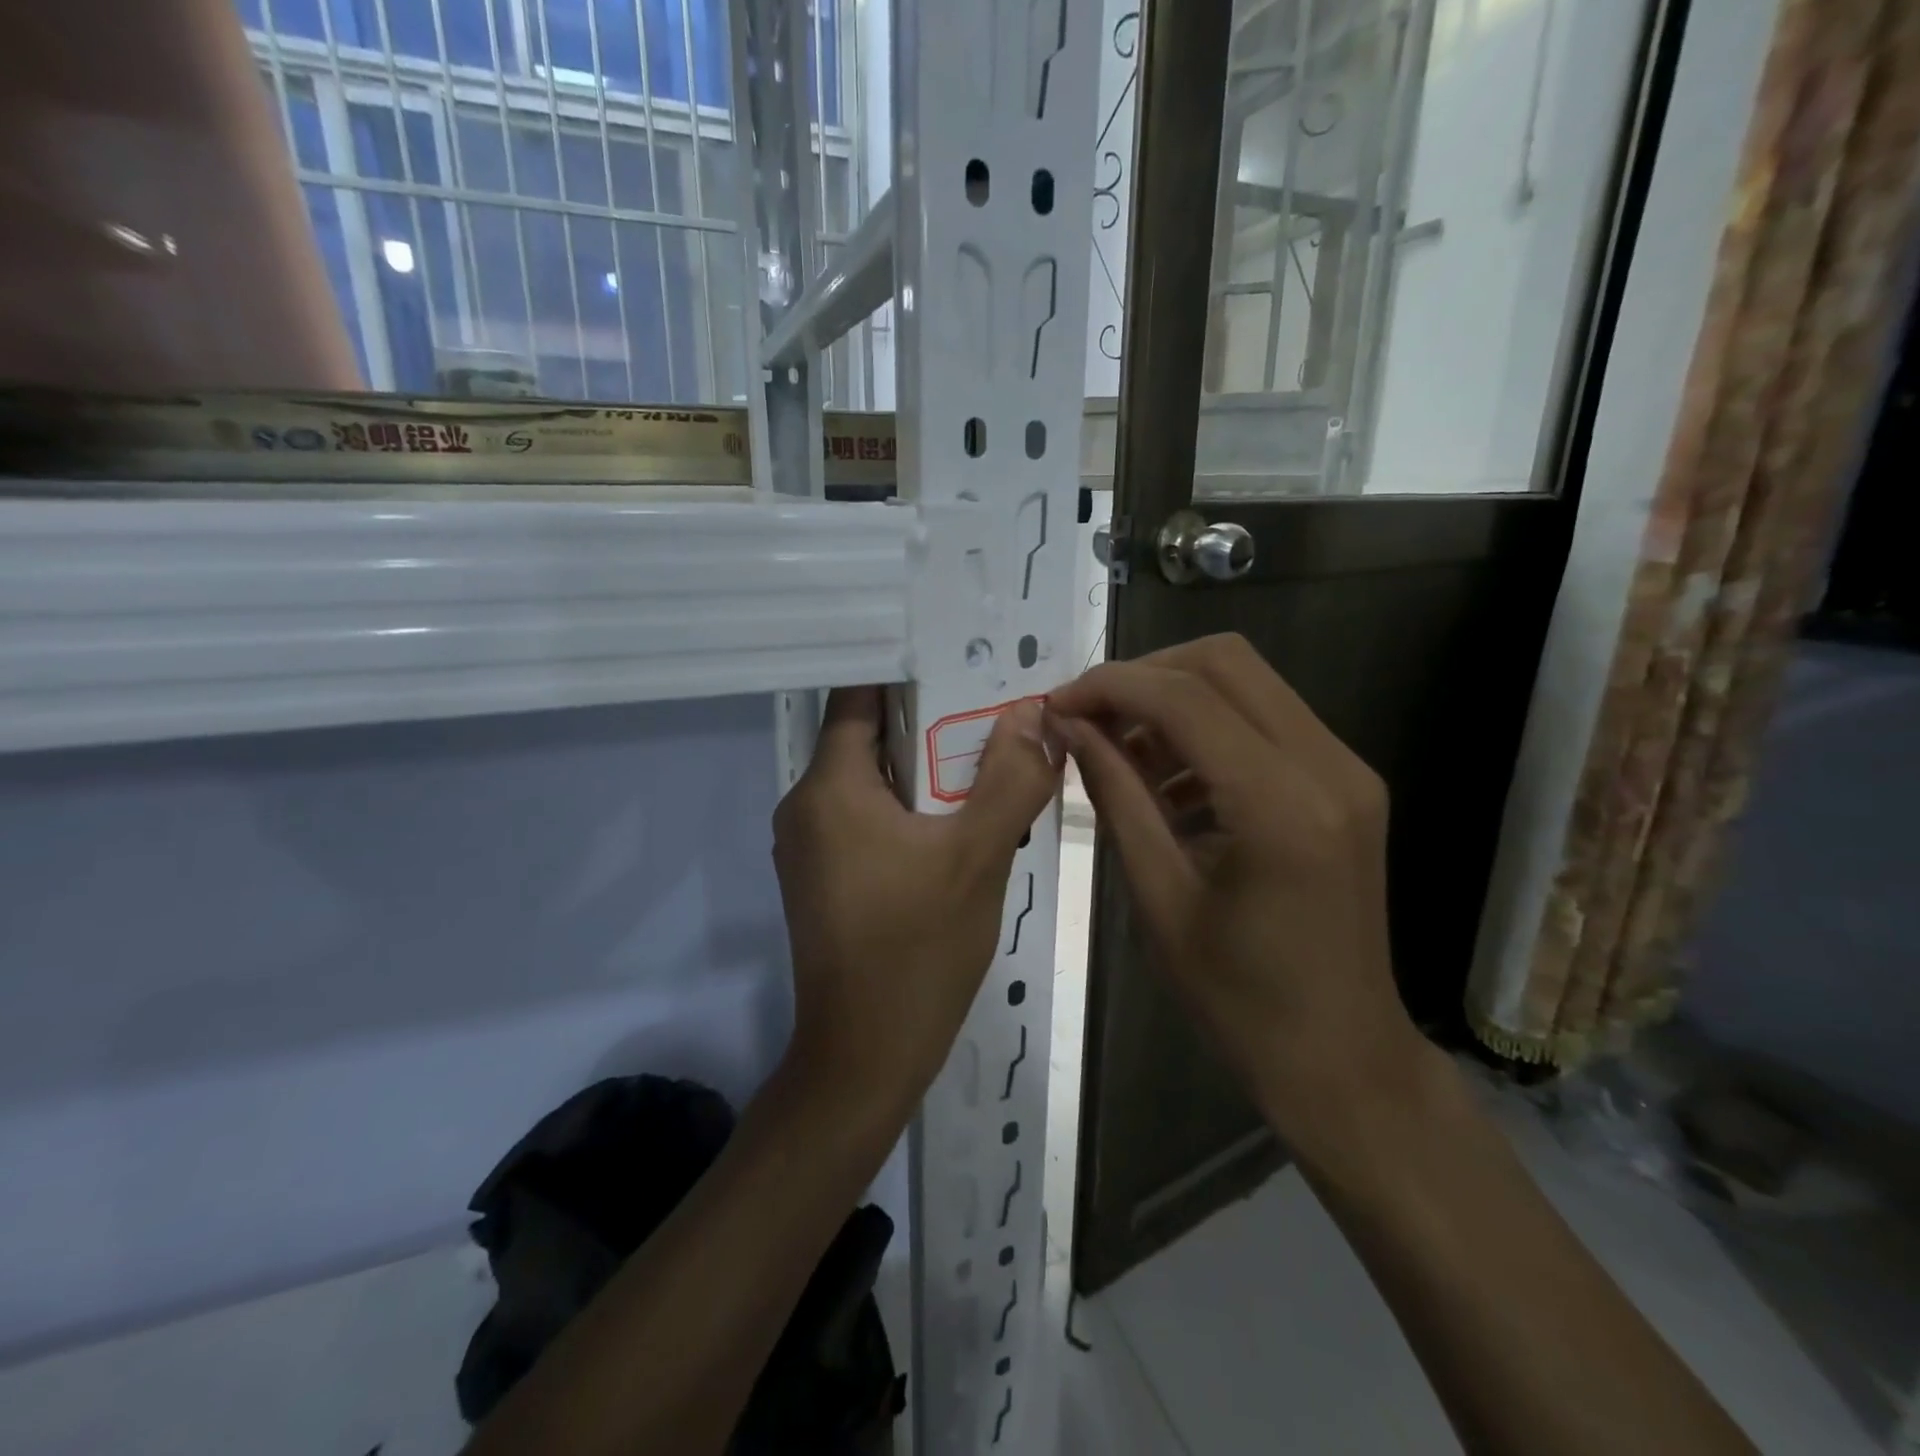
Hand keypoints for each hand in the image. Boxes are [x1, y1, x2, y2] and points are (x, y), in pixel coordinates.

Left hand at [772, 688, 1060, 1107]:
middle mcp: (804, 805)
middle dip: (931, 728)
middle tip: (995, 722)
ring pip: (870, 782)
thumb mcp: (979, 856)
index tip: (967, 667)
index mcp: (829, 787)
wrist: (866, 1056)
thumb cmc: (919, 949)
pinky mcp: (820, 877)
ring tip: (986, 771)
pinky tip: (954, 827)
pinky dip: (907, 811)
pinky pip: (864, 819)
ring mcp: (807, 845)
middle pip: (869, 738)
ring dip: (924, 774)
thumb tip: (1031, 714)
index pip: (860, 696)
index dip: (913, 676)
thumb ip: (1010, 778)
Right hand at [1048, 635, 1421, 1147]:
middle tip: (1088, 718)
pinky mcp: (1345, 782)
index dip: (1109, 687)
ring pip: (1247, 682)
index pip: (1185, 698)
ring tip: (1119, 752)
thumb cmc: (1238, 998)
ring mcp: (1346, 770)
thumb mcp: (1157, 896)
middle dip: (1143, 675)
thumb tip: (1068, 727)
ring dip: (1174, 699)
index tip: (1055, 706)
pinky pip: (1266, 721)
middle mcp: (1328, 767)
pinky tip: (1167, 781)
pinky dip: (1208, 729)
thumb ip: (1115, 796)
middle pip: (1225, 661)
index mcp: (1281, 807)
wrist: (1341, 1057)